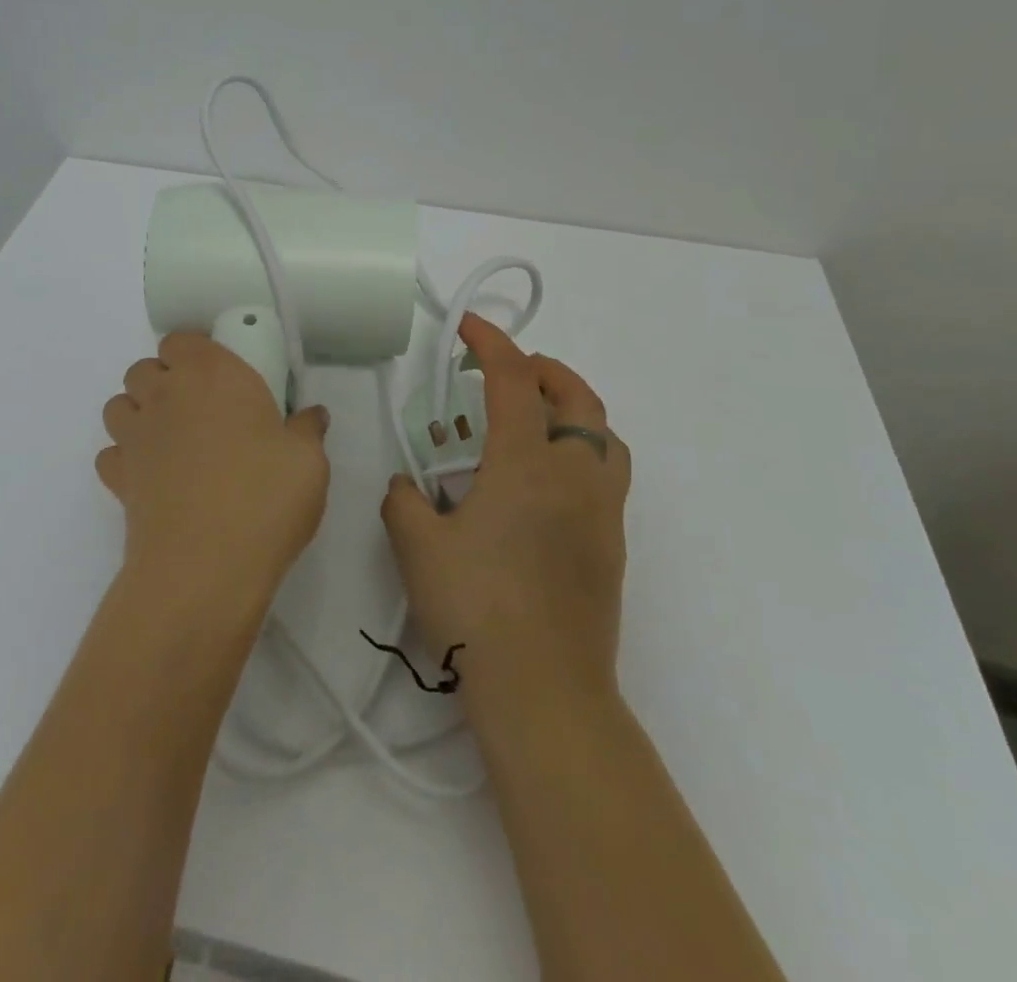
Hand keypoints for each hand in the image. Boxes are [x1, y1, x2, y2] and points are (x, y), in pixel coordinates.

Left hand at [97, 333, 331, 607]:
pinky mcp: (117, 478)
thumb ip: (307, 429)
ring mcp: (135, 436)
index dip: (195, 354)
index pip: (181, 340)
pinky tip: (154, 477)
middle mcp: (165, 395)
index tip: (220, 377)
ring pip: (118, 405)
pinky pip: (112, 453)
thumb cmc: (263, 498)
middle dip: (165, 381)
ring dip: (140, 413)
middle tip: (201, 411)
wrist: (204, 567)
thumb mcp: (308, 462)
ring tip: (172, 440)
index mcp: (211, 374)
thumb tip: (311, 415)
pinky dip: (126, 457)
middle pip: (144, 368)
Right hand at [381, 313, 631, 707]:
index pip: (514, 382)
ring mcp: (602, 513)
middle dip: (545, 370)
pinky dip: (578, 455)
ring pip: (604, 437)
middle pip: (579, 398)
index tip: (467, 327)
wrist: (543, 691)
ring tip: (534, 423)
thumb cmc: (475, 607)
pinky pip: (604, 477)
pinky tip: (540, 487)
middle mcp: (574, 476)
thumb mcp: (416, 546)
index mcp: (527, 464)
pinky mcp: (612, 547)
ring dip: (572, 412)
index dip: (491, 344)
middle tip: (510, 370)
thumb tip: (407, 485)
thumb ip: (404, 500)